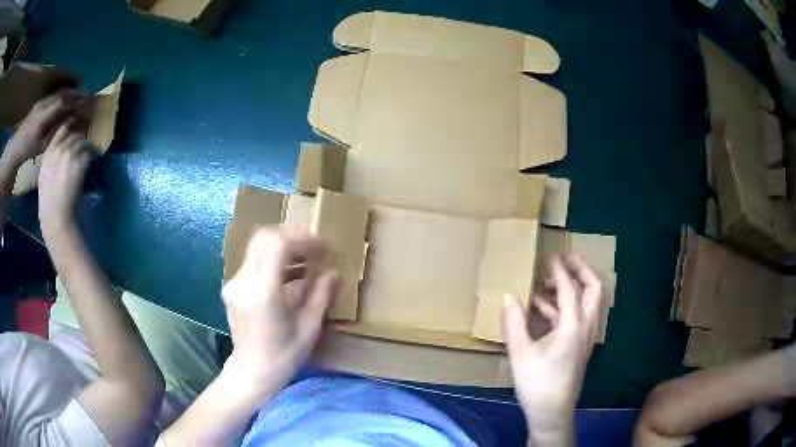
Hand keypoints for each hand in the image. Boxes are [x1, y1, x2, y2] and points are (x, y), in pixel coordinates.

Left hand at [2, 90, 86, 168]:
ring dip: (69, 92)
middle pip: (61, 94)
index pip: (62, 103)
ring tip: (78, 94)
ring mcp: (41, 102)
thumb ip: (57, 130)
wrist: (16, 147)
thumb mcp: (43, 145)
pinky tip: (66, 98)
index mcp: (43, 117)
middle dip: (75, 93)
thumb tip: (72, 120)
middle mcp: (43, 105)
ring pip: (58, 92)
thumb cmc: (29, 150)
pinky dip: (62, 94)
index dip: (75, 101)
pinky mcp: (39, 102)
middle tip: (87, 95)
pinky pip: (53, 95)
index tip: (86, 102)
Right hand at [38, 123, 91, 234]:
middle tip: (83, 149)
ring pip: (83, 143)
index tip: (75, 129)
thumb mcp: (44, 175)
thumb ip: (52, 159)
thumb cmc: (48, 203)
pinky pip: (89, 154)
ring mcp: (70, 154)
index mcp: (48, 152)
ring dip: (86, 149)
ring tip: (87, 157)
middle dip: (80, 142)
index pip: (62, 129)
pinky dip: (91, 158)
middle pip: (75, 135)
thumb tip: (62, 151)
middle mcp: (59, 149)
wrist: (55, 216)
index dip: (71, 128)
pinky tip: (91, 165)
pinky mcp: (80, 162)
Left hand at [221, 227, 339, 401]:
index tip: (324, 247)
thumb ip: (320, 296)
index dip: (303, 239)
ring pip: (258, 247)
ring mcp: (234, 283)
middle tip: (315, 249)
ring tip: (308, 260)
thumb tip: (333, 272)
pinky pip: (254, 261)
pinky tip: (291, 273)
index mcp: (263, 294)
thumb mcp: (308, 329)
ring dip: (284, 247)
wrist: (252, 373)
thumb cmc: (283, 357)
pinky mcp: (232, 287)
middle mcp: (243, 282)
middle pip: (264, 237)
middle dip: (293, 237)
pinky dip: (273, 259)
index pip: (278, 245)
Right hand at [502, 254, 602, 435]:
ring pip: (589, 301)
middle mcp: (586, 327)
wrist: (552, 412)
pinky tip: (543, 308)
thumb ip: (514, 323)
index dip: (560, 271)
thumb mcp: (520, 354)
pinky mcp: (581, 343)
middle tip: (564, 259)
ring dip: (573, 287)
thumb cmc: (537, 384)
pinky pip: (579, 315)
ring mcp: (586, 336)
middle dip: (581, 270)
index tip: (550, 256)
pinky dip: (565, 305)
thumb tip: (508, 295)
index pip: (570, 290)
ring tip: (548, 282)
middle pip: (594, 289)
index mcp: (573, 328)